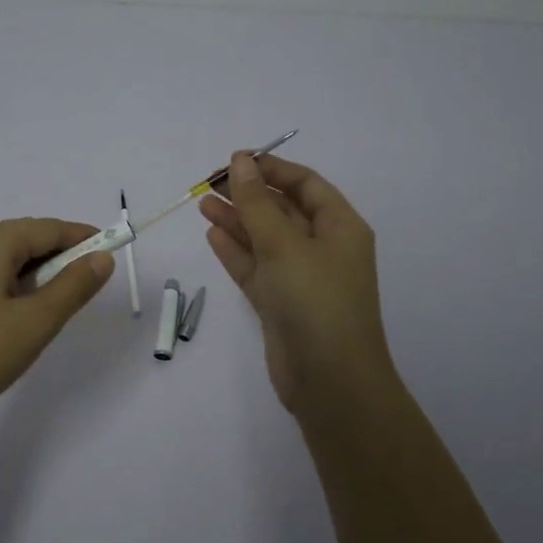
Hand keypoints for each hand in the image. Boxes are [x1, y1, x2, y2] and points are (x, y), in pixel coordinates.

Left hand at [0, 217, 113, 433]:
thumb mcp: (36, 323)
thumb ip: (73, 286)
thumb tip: (102, 257)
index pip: (47, 228)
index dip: (81, 237)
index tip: (111, 249)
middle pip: (24, 237)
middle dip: (60, 253)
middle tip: (88, 280)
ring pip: (4, 256)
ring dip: (36, 269)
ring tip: (58, 299)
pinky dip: (13, 281)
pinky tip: (21, 308)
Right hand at [201, 153, 399, 417]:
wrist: (330, 381)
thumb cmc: (315, 301)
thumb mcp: (284, 245)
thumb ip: (256, 203)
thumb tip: (240, 162)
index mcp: (340, 227)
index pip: (305, 184)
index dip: (271, 168)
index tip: (234, 160)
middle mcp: (323, 248)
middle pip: (283, 209)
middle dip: (249, 194)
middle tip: (209, 182)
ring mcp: (301, 277)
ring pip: (265, 239)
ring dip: (237, 220)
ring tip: (202, 203)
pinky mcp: (281, 303)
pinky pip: (256, 267)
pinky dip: (236, 251)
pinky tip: (212, 234)